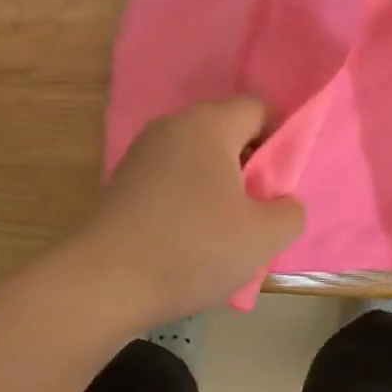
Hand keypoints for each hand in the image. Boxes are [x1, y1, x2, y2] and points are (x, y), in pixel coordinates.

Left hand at [72, 99, 305, 328]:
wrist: (101, 283)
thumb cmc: (192, 249)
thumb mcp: (262, 238)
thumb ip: (290, 212)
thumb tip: (283, 202)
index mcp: (208, 125)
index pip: (259, 108)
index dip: (280, 142)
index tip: (280, 186)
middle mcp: (172, 126)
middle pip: (228, 133)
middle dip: (250, 169)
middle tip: (257, 214)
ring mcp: (142, 152)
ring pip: (199, 159)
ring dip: (219, 189)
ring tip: (224, 235)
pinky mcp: (123, 180)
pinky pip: (172, 178)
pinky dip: (189, 200)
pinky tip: (189, 242)